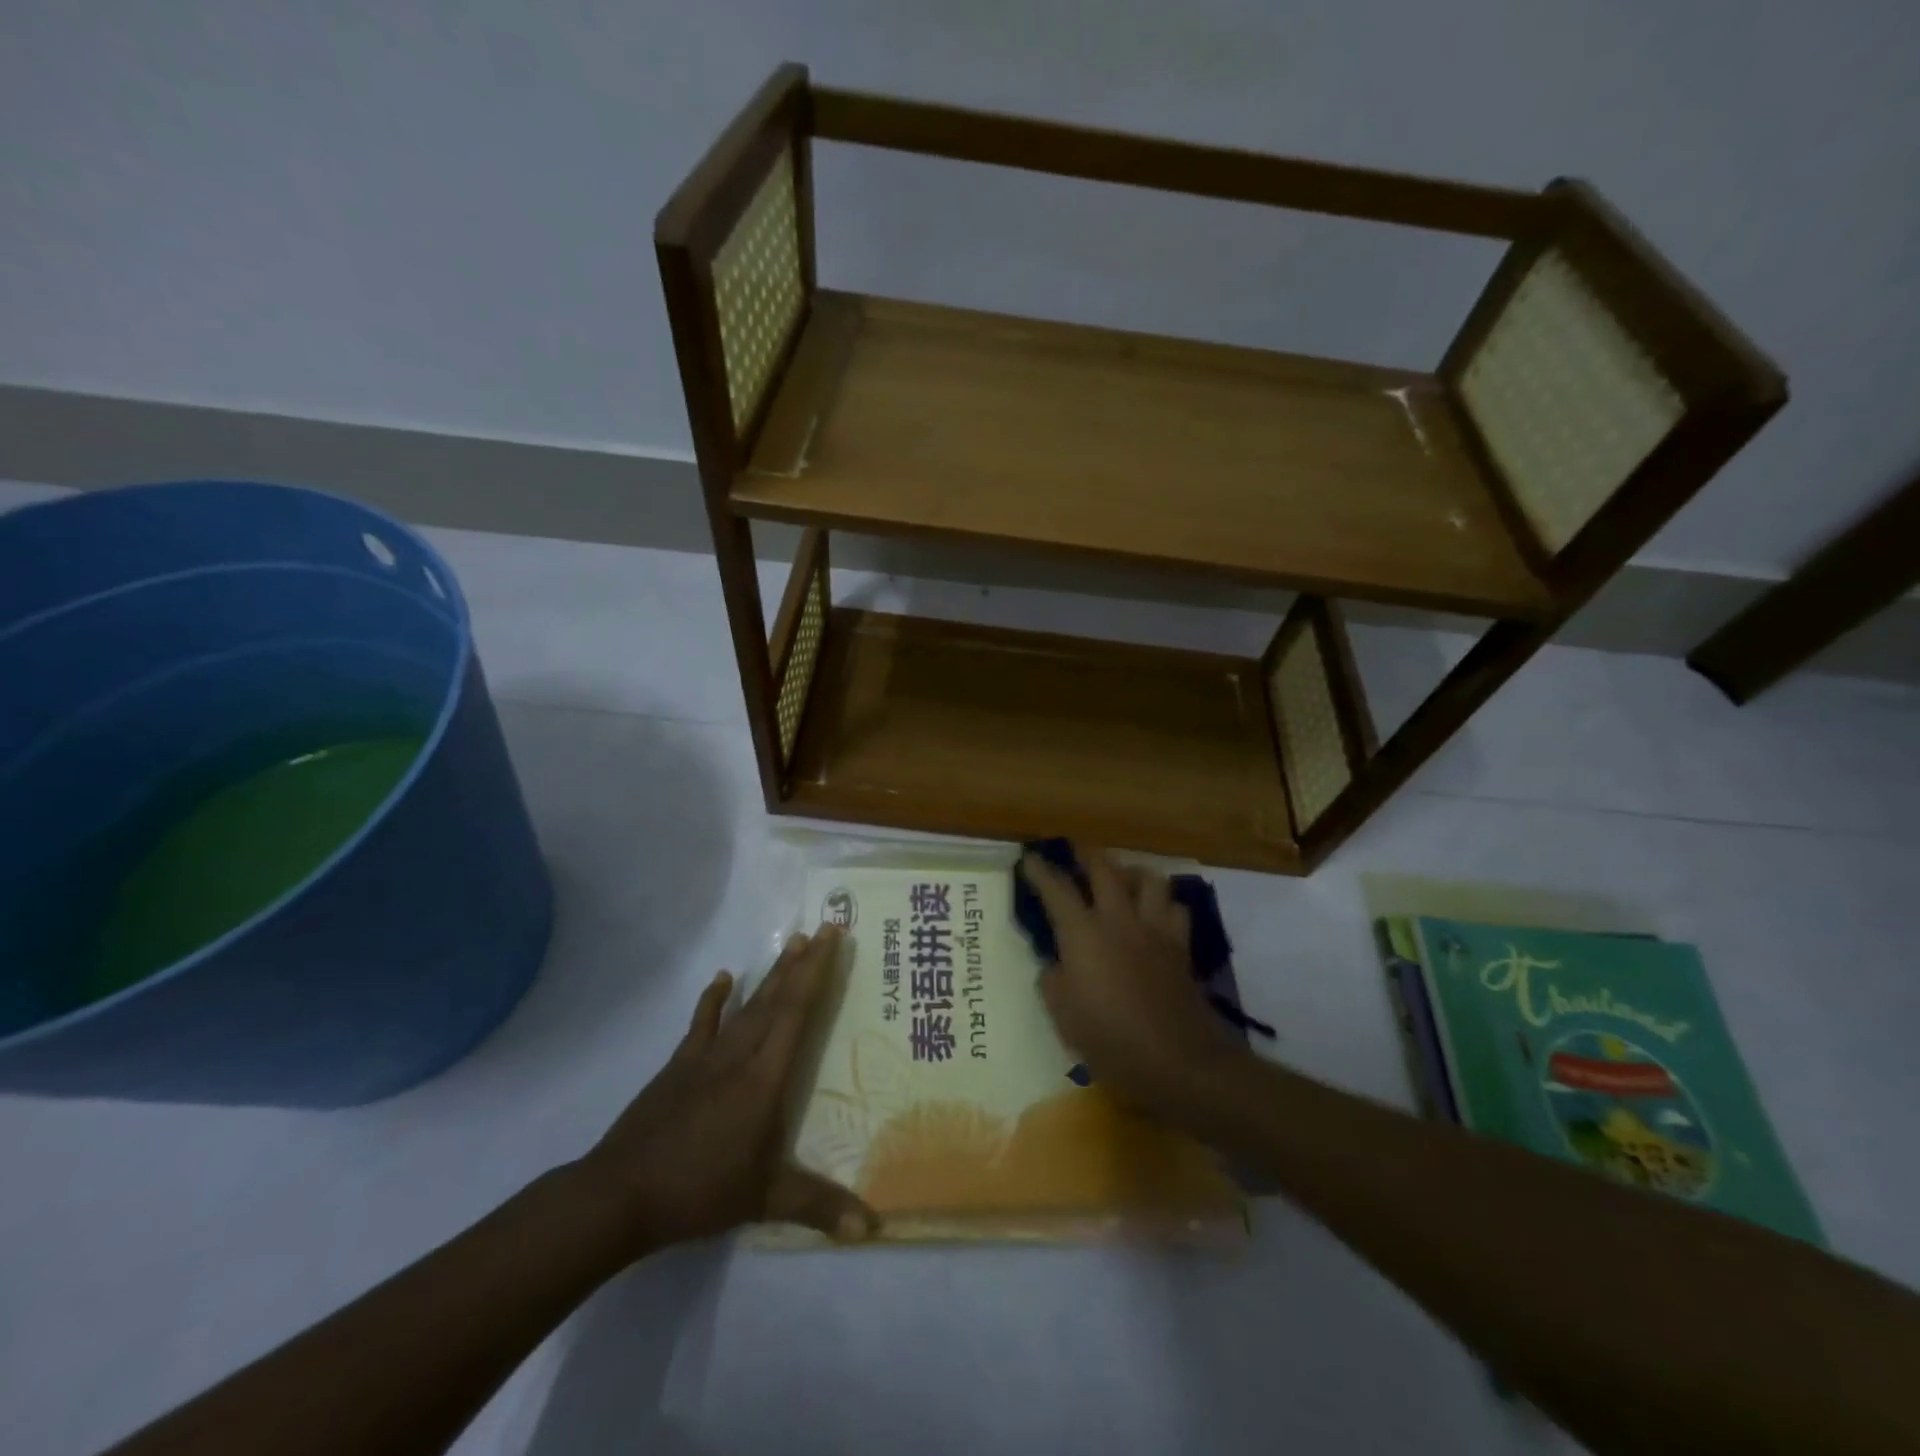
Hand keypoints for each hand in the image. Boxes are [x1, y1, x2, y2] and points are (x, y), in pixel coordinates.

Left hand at [574, 927, 877, 1253]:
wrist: (620, 1194)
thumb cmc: (698, 1191)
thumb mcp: (764, 1200)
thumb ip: (819, 1207)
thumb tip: (873, 1228)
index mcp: (764, 1078)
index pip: (797, 1013)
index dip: (817, 973)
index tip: (832, 938)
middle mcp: (739, 1055)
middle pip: (776, 999)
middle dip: (802, 963)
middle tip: (823, 929)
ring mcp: (706, 1056)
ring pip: (747, 1005)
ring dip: (772, 974)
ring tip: (792, 943)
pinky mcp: (679, 1065)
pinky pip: (702, 1022)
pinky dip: (714, 998)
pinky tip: (724, 977)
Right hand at [1022, 846, 1251, 1119]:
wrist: (1178, 1060)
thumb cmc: (1111, 1040)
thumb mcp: (1064, 1017)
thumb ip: (1053, 981)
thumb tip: (1054, 964)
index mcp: (1083, 934)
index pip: (1057, 890)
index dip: (1041, 871)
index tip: (1030, 858)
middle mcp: (1118, 920)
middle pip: (1105, 869)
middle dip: (1087, 855)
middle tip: (1077, 854)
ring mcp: (1154, 929)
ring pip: (1148, 879)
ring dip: (1131, 872)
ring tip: (1122, 879)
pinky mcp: (1180, 946)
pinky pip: (1174, 909)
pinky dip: (1163, 904)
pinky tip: (1155, 915)